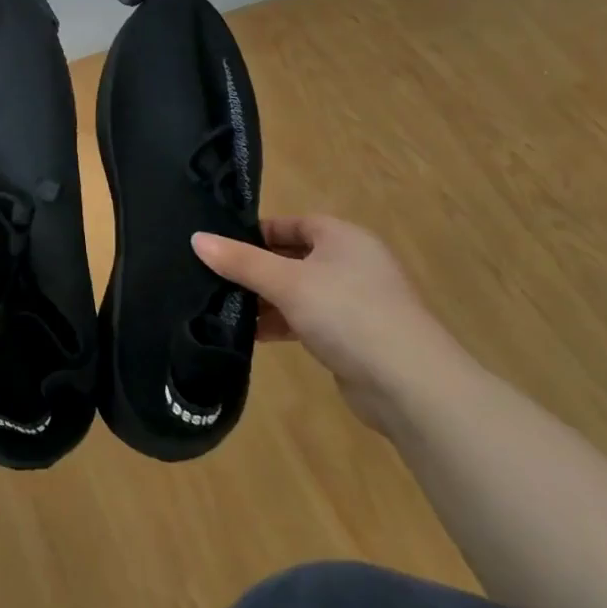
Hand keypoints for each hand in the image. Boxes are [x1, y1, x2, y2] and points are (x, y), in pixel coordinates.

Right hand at [192, 214, 473, 434]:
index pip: (293, 223)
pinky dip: (282, 324)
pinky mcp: (354, 337)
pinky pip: (308, 320)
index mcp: (343, 238)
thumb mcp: (286, 282)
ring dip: (267, 300)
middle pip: (294, 257)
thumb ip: (240, 261)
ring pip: (300, 291)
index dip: (258, 232)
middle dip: (257, 269)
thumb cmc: (347, 313)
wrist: (409, 384)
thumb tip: (196, 239)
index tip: (222, 246)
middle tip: (215, 278)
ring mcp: (356, 302)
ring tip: (224, 308)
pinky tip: (252, 336)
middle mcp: (352, 263)